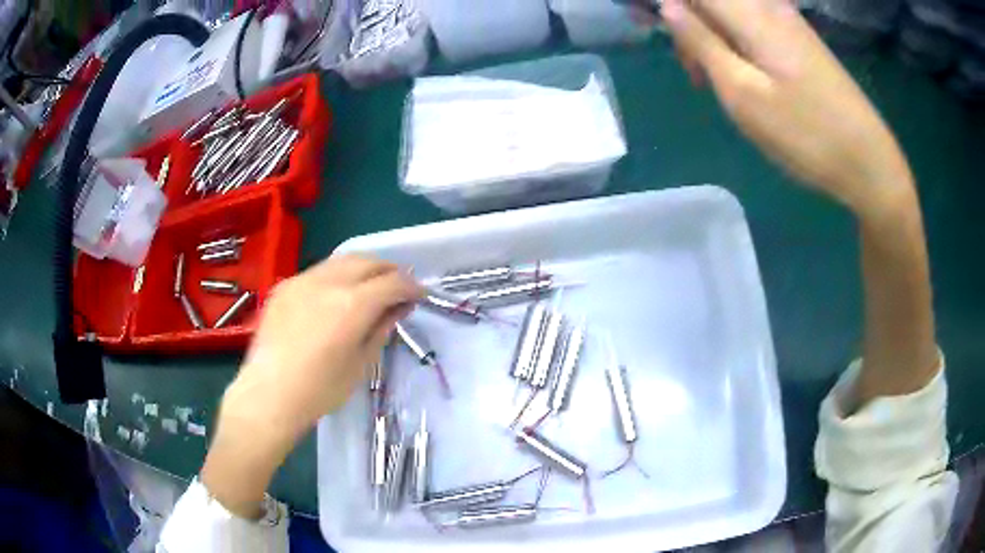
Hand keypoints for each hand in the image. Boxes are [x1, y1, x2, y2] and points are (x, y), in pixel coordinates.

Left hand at [202, 255, 422, 517]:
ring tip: (371, 286)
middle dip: (389, 270)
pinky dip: (337, 276)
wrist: (268, 395)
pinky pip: (318, 271)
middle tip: (399, 287)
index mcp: (352, 304)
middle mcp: (328, 282)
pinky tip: (336, 295)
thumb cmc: (320, 390)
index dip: (411, 287)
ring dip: (363, 268)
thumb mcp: (361, 363)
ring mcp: (302, 280)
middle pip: (368, 261)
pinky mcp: (284, 286)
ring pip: (342, 260)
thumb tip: (399, 307)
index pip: (392, 282)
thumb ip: (381, 328)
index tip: (420, 296)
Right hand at [662, 0, 914, 219]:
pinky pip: (755, 26)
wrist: (870, 163)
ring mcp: (790, 22)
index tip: (656, 33)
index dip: (668, 6)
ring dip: (714, 38)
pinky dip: (738, 44)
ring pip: (733, 13)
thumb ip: (702, 43)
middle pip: (712, 0)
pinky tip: (746, 78)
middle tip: (694, 74)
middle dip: (690, 25)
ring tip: (718, 83)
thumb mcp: (743, 93)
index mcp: (751, 13)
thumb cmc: (806, 134)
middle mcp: (769, 6)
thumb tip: (668, 5)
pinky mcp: (802, 41)